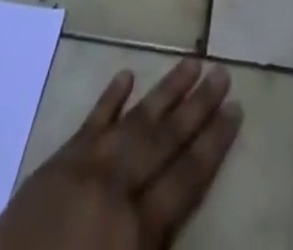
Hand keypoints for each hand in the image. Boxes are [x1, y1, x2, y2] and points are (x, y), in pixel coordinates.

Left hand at [0, 59, 242, 249]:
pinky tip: (126, 75)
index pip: (186, 177)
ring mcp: (83, 168)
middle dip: (197, 106)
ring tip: (190, 62)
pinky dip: (109, 99)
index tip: (237, 109)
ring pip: (133, 120)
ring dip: (164, 92)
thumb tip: (187, 219)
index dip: (214, 144)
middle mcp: (114, 187)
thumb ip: (160, 247)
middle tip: (222, 71)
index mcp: (134, 230)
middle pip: (164, 138)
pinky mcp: (55, 163)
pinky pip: (89, 123)